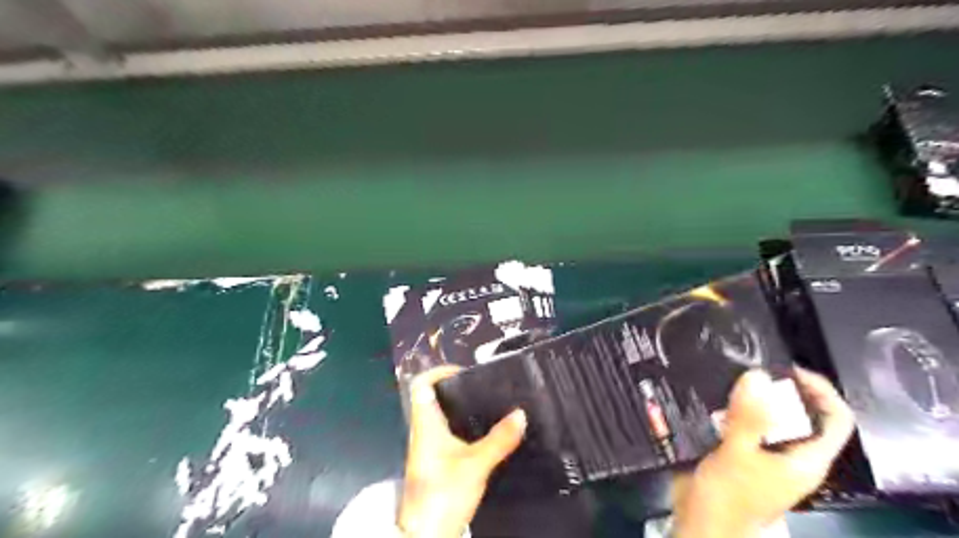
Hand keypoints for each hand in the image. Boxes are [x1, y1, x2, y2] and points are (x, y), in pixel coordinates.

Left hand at [399, 365, 530, 536]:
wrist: (426, 535)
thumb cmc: (443, 493)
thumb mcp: (476, 464)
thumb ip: (499, 439)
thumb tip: (520, 414)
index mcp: (426, 424)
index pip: (421, 385)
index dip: (438, 371)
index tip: (463, 371)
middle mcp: (422, 431)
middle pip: (432, 398)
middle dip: (455, 388)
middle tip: (481, 387)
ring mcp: (426, 448)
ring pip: (439, 416)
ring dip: (458, 407)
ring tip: (485, 404)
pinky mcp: (433, 462)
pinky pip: (445, 433)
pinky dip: (461, 425)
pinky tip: (480, 432)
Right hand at [670, 368, 858, 536]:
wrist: (700, 523)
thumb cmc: (728, 496)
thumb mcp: (738, 453)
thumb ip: (748, 417)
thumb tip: (758, 376)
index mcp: (806, 460)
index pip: (835, 420)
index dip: (822, 391)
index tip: (791, 370)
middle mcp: (790, 456)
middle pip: (801, 415)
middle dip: (781, 389)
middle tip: (754, 369)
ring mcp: (765, 455)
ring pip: (769, 418)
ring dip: (753, 398)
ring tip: (732, 377)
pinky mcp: (742, 453)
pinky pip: (744, 424)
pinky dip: (734, 408)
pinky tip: (715, 398)